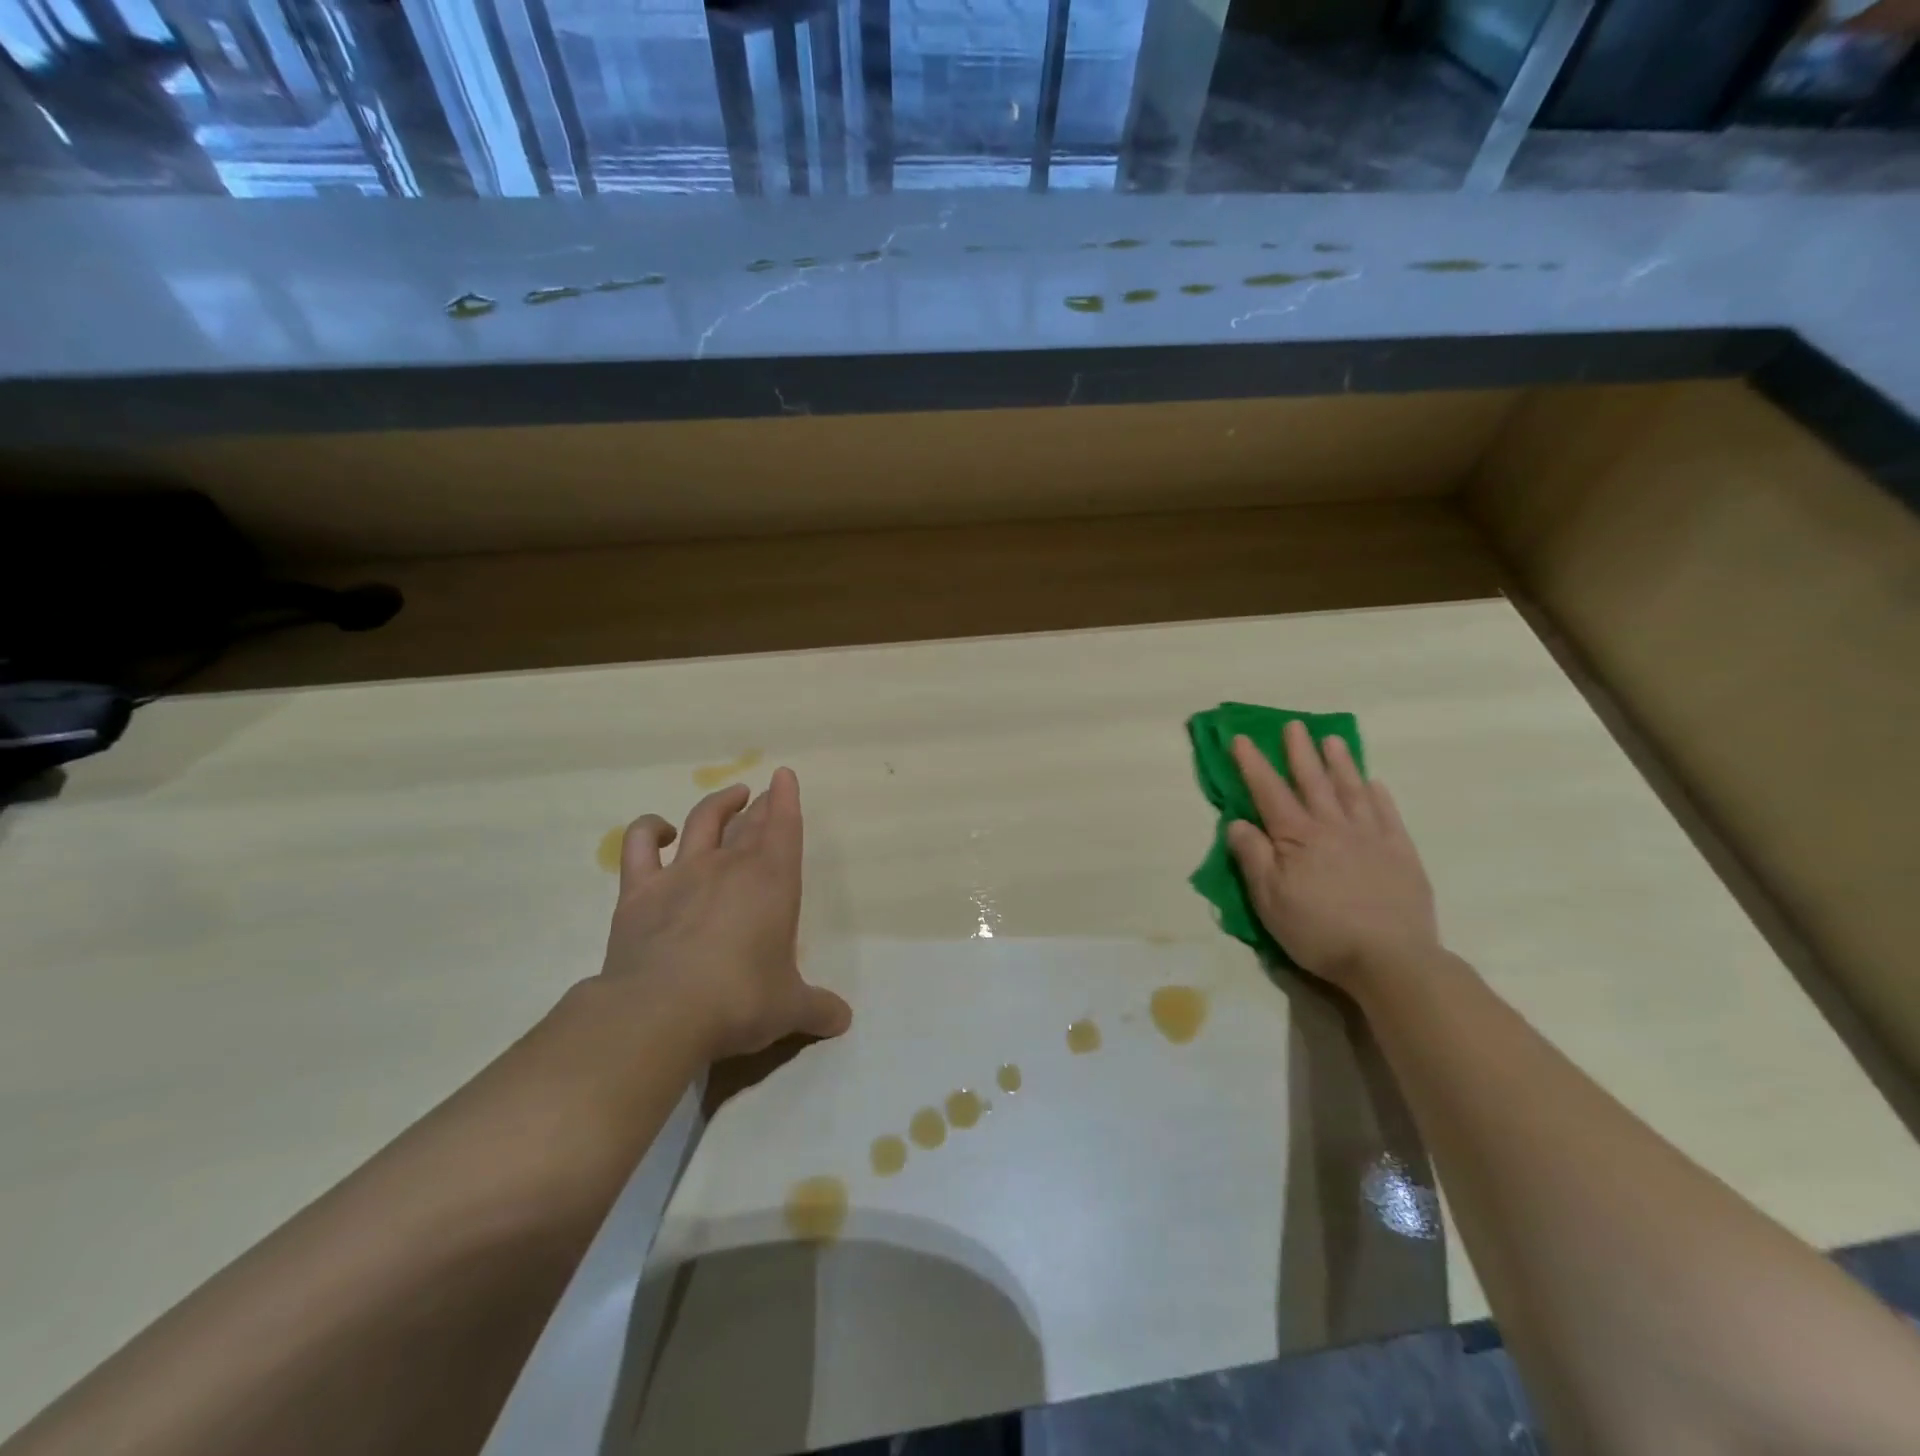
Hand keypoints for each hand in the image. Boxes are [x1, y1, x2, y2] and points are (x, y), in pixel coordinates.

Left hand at [599, 767, 851, 1062]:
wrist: (663, 1011)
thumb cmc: (741, 1000)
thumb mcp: (789, 1009)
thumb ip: (817, 1009)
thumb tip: (843, 1019)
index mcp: (773, 882)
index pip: (784, 826)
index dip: (787, 798)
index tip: (784, 776)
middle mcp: (729, 866)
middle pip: (749, 822)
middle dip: (761, 804)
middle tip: (765, 794)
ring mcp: (682, 873)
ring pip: (703, 821)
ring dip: (718, 803)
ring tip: (731, 796)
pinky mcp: (639, 891)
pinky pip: (640, 845)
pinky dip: (650, 830)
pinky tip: (661, 831)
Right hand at [1225, 721, 1438, 990]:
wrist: (1390, 959)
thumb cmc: (1319, 932)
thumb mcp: (1269, 901)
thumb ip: (1253, 857)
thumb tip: (1237, 822)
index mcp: (1297, 838)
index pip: (1269, 792)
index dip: (1253, 765)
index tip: (1241, 739)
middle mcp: (1332, 827)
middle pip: (1313, 781)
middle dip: (1300, 752)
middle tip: (1294, 725)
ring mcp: (1370, 837)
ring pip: (1352, 790)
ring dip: (1340, 763)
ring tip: (1332, 740)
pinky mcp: (1400, 854)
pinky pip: (1387, 815)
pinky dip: (1378, 795)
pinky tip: (1374, 783)